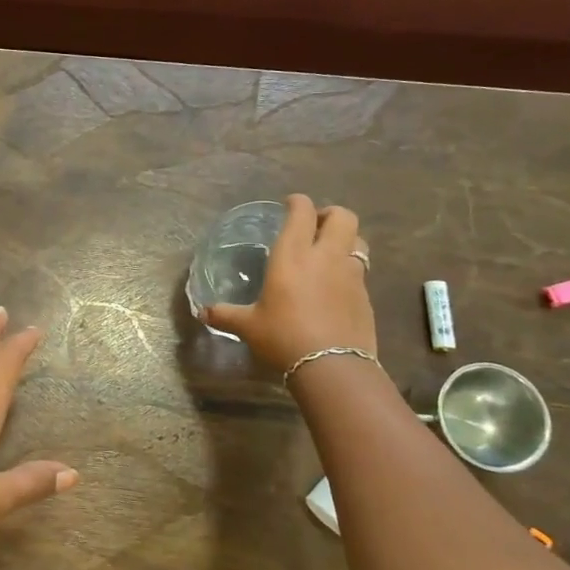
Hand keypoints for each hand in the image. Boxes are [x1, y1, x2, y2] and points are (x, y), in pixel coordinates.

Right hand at [206, 194, 376, 372]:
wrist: (332, 366)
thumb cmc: (283, 337)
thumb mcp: (248, 326)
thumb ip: (226, 315)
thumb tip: (203, 313)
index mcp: (292, 255)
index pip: (302, 212)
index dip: (298, 202)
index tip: (289, 204)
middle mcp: (325, 257)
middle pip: (343, 216)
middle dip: (329, 215)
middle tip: (314, 227)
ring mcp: (351, 275)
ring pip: (358, 241)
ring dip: (345, 240)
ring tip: (329, 254)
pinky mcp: (366, 296)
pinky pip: (360, 271)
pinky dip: (349, 270)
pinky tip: (335, 288)